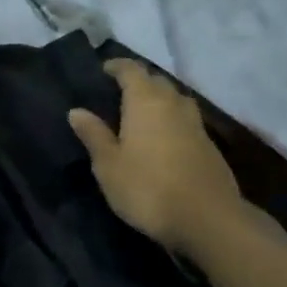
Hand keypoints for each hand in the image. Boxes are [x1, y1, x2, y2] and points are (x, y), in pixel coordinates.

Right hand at [68, 59, 243, 256]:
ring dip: (159, 100)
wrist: (208, 219)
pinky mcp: (210, 145)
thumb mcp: (109, 166)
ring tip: (143, 114)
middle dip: (139, 82)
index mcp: (145, 100)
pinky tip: (165, 139)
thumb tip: (76, 111)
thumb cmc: (148, 188)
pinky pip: (187, 120)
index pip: (131, 69)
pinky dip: (173, 121)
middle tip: (120, 93)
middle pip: (156, 81)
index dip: (117, 66)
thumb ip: (94, 135)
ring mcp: (196, 123)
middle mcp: (172, 103)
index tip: (105, 70)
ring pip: (175, 99)